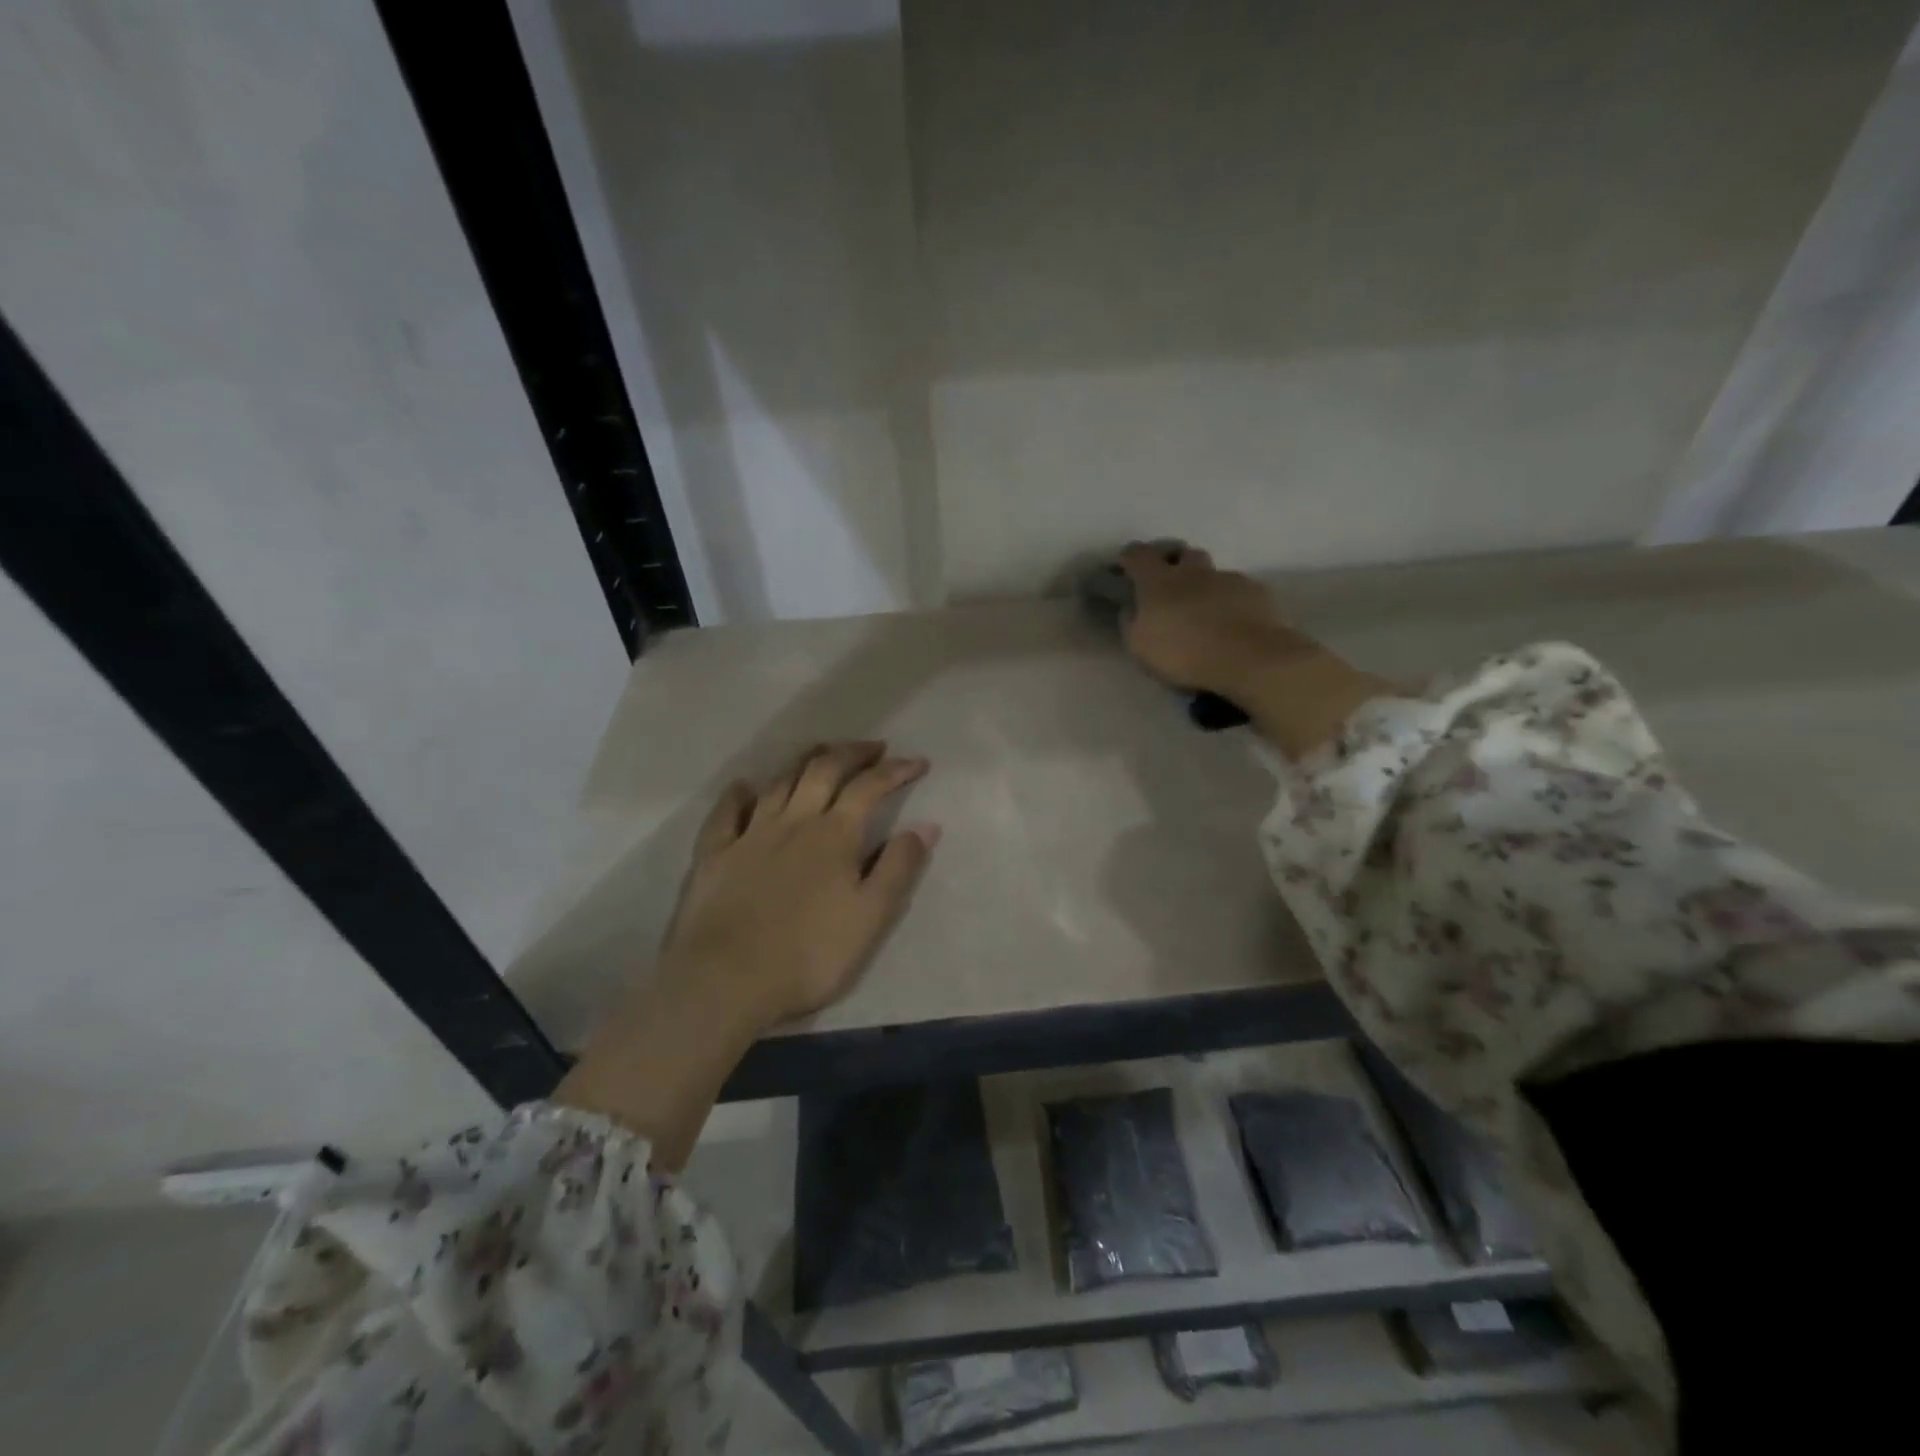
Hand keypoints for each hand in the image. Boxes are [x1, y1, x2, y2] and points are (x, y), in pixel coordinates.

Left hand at [657, 741, 939, 1033]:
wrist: (726, 980)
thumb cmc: (809, 954)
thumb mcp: (871, 917)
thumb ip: (899, 868)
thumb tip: (926, 825)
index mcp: (835, 835)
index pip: (870, 787)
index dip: (896, 770)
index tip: (918, 762)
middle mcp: (794, 821)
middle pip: (824, 769)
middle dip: (852, 752)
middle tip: (874, 747)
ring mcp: (750, 834)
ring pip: (780, 782)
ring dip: (805, 761)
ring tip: (822, 753)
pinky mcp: (714, 854)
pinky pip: (726, 812)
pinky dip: (738, 794)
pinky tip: (745, 787)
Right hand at [1117, 542, 1299, 697]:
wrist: (1248, 658)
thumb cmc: (1184, 653)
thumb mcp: (1140, 647)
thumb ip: (1131, 622)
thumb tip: (1130, 608)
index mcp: (1159, 581)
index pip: (1138, 555)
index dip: (1129, 557)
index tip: (1125, 567)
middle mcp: (1193, 572)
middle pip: (1183, 553)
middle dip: (1175, 563)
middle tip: (1170, 586)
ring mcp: (1228, 579)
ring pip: (1213, 574)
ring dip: (1205, 586)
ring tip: (1205, 612)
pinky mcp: (1257, 593)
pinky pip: (1238, 591)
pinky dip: (1231, 602)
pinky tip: (1232, 624)